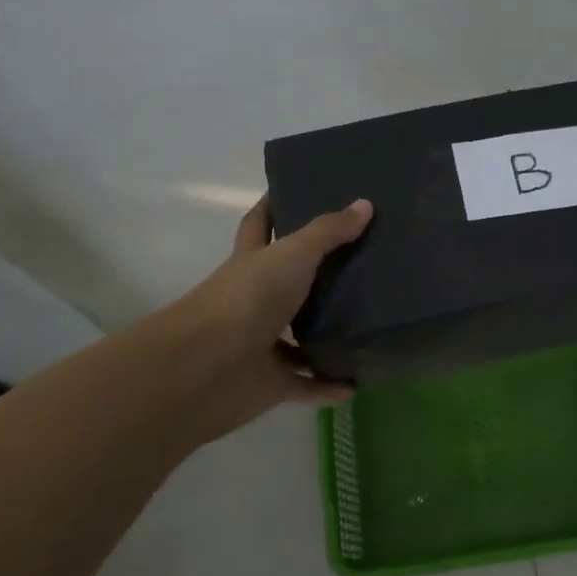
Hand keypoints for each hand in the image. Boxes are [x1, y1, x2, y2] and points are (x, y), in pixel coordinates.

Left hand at [164, 196, 373, 442]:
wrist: (207, 368)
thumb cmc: (247, 298)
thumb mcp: (291, 255)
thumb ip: (328, 232)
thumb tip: (365, 204)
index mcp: (252, 262)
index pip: (260, 224)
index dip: (274, 206)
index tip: (299, 190)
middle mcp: (255, 299)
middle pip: (287, 281)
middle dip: (317, 273)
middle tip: (361, 259)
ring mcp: (261, 342)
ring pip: (299, 336)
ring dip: (327, 334)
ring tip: (369, 323)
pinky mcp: (270, 382)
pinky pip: (306, 383)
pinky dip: (328, 385)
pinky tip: (357, 382)